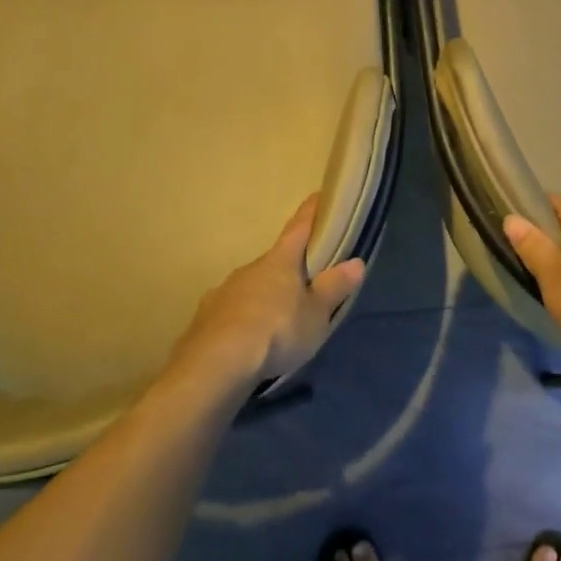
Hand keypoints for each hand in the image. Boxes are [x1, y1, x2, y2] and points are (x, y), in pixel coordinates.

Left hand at [172, 194, 364, 388]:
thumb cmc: (277, 331)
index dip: (311, 212)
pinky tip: (246, 340)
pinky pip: (230, 313)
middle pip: (274, 261)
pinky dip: (242, 320)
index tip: (319, 196)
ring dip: (264, 297)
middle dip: (288, 269)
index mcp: (280, 261)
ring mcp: (223, 292)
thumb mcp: (316, 314)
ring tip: (276, 321)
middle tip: (304, 284)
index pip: (299, 227)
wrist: (216, 365)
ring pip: (250, 287)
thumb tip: (356, 262)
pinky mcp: (204, 320)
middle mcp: (250, 268)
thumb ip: (335, 287)